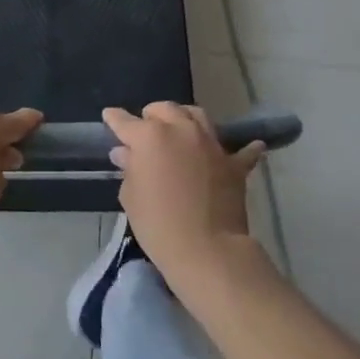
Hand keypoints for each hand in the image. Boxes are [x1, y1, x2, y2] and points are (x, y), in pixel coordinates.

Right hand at [104, 102, 267, 290]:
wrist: (207, 250)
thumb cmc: (158, 224)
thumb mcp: (131, 197)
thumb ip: (129, 169)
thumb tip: (127, 154)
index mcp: (149, 136)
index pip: (124, 121)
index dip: (114, 119)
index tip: (109, 117)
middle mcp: (180, 130)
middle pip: (163, 109)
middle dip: (152, 116)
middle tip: (146, 130)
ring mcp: (210, 144)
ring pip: (196, 115)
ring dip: (185, 118)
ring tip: (181, 129)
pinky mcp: (233, 164)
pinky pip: (241, 150)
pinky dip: (243, 148)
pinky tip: (250, 145)